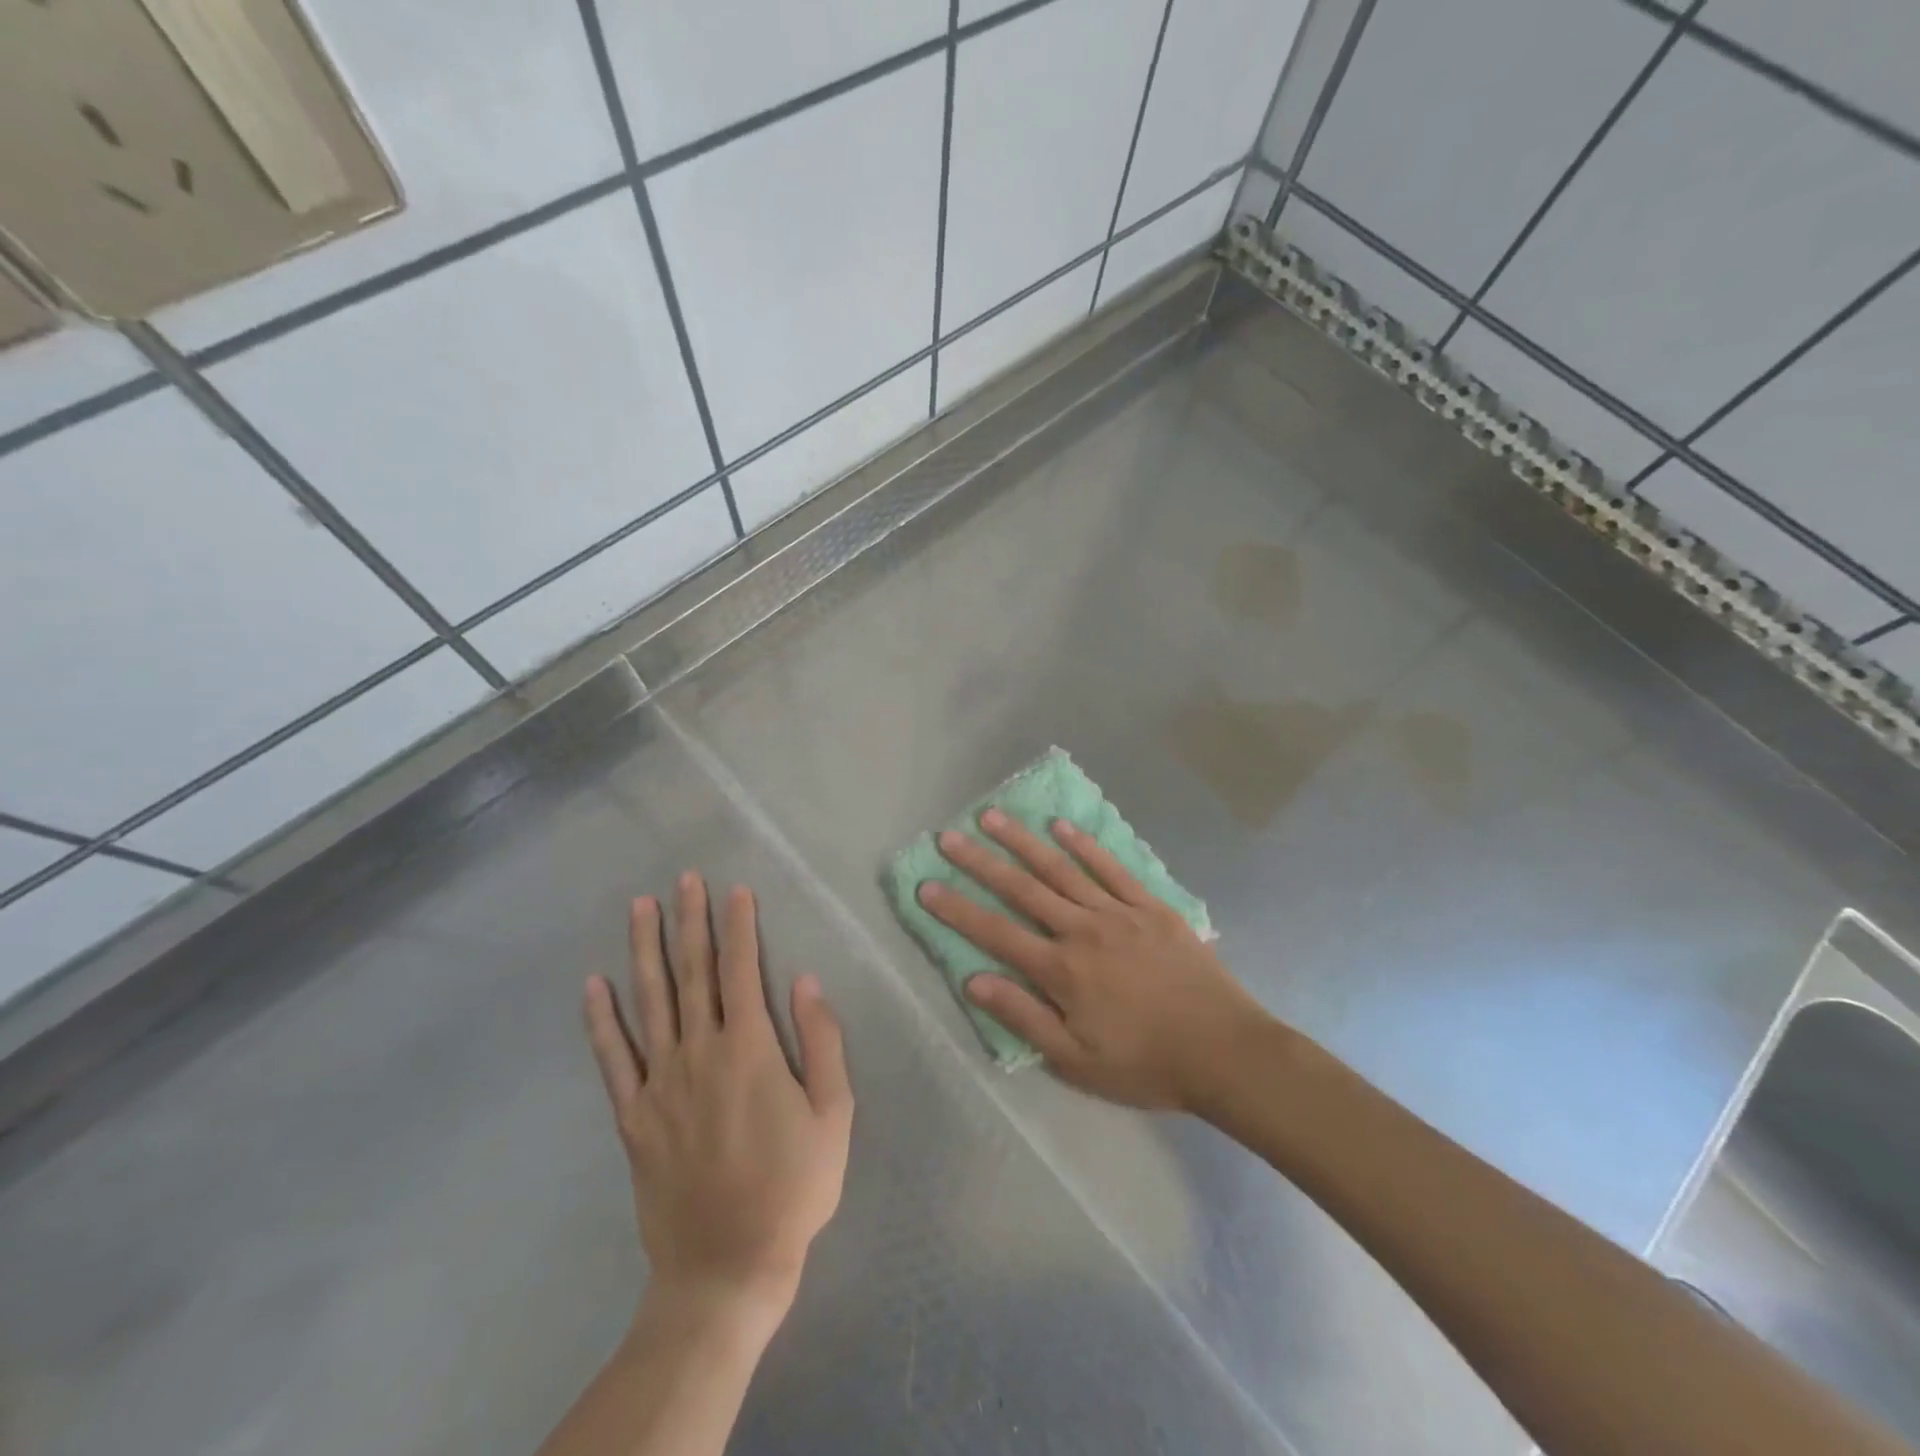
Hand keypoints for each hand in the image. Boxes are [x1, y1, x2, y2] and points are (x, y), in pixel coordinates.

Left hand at [582, 873, 852, 1333]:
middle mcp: (700, 1053)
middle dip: (690, 921)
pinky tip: (593, 986)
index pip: (741, 970)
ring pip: (651, 1002)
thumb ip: (822, 1042)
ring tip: (639, 908)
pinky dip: (601, 1020)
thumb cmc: (794, 1187)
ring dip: (645, 950)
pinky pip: (613, 1059)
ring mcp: (660, 1083)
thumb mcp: (834, 1114)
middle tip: (684, 879)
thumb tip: (805, 981)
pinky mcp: (634, 1117)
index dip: (739, 927)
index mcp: (750, 1049)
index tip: (735, 890)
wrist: (727, 1267)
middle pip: (693, 973)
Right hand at [919, 811, 1268, 1111]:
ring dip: (1024, 841)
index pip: (996, 933)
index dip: (957, 910)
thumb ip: (1025, 1018)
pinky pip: (1111, 868)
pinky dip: (1084, 845)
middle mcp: (1082, 930)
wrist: (1225, 1052)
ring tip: (993, 817)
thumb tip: (974, 981)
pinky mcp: (1150, 906)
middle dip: (980, 862)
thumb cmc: (1147, 1064)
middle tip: (948, 836)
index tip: (927, 886)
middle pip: (1022, 890)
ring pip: (1061, 869)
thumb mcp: (1077, 1061)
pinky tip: (1061, 826)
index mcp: (1061, 971)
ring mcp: (1118, 912)